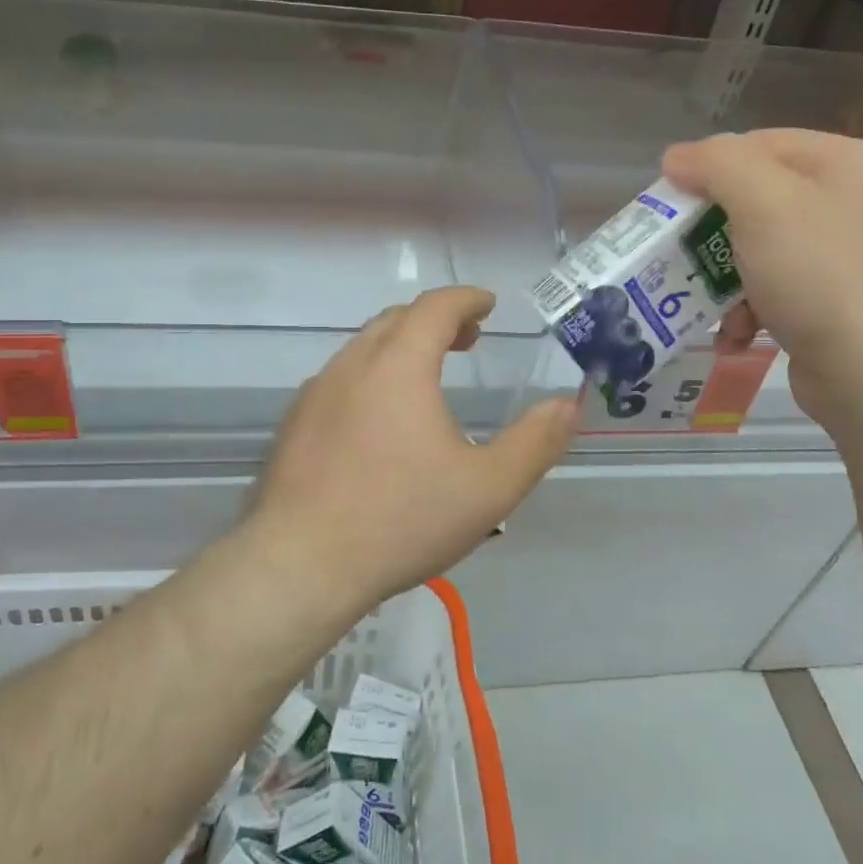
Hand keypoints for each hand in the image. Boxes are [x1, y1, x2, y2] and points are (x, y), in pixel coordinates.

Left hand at [247, 287, 578, 603]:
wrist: (302, 564)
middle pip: (396, 320)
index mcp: (399, 366)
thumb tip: (568, 405)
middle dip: (435, 321)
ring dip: (400, 347)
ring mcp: (315, 393)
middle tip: (466, 341)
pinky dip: (370, 376)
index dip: (466, 299)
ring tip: (427, 378)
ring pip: (363, 349)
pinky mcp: (294, 423)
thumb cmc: (402, 520)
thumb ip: (535, 443)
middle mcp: (352, 366)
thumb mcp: (488, 488)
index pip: (435, 307)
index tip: (487, 305)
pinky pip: (339, 380)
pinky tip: (379, 421)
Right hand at [662, 129, 862, 432]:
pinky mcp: (830, 300)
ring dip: (720, 277)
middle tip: (675, 255)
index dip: (704, 169)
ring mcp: (841, 253)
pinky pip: (771, 288)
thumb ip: (716, 164)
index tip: (667, 206)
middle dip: (708, 232)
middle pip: (752, 198)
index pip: (753, 144)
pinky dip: (744, 309)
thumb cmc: (818, 276)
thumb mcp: (763, 203)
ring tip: (703, 303)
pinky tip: (733, 334)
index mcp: (840, 161)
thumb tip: (674, 156)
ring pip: (755, 247)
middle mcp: (846, 199)